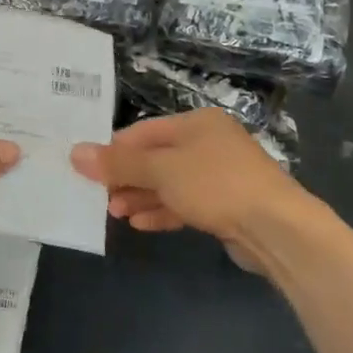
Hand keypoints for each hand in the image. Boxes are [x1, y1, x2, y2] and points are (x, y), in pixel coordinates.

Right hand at [70, 110, 332, 254]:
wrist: (278, 229)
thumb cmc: (216, 185)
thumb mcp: (161, 170)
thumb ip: (118, 163)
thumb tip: (75, 152)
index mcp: (197, 123)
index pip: (144, 131)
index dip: (114, 149)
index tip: (88, 169)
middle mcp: (209, 143)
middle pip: (156, 157)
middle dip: (126, 177)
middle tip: (100, 196)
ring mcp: (220, 175)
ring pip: (170, 183)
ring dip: (140, 196)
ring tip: (115, 212)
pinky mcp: (227, 205)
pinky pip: (185, 203)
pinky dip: (162, 210)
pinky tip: (141, 223)